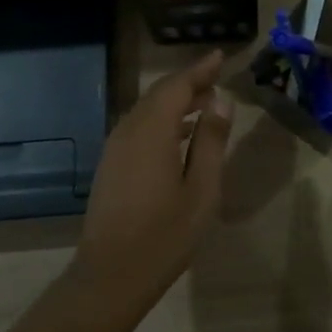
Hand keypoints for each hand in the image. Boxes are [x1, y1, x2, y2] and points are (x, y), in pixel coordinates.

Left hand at [71, 52, 232, 312]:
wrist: (110, 275)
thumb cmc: (165, 235)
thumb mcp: (202, 189)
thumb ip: (211, 142)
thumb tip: (220, 102)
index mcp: (152, 131)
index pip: (177, 86)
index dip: (200, 69)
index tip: (220, 56)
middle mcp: (129, 130)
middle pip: (159, 94)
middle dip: (188, 82)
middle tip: (217, 77)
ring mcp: (115, 148)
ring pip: (147, 110)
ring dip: (175, 101)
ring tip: (205, 103)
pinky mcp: (111, 164)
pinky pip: (138, 127)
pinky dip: (162, 119)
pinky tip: (180, 133)